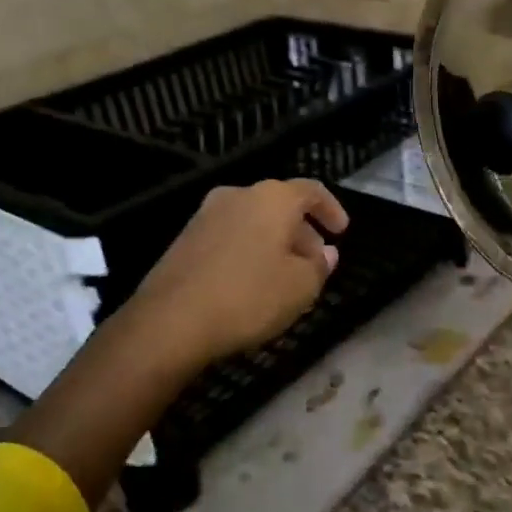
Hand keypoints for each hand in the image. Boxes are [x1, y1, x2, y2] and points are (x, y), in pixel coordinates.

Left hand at [126, 179, 348, 368]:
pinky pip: (231, 236)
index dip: (331, 209)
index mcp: (271, 198)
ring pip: (254, 221)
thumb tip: (325, 253)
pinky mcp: (185, 239)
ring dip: (275, 242)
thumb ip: (319, 266)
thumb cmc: (248, 297)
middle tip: (316, 262)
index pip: (311, 190)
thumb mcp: (300, 287)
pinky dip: (249, 251)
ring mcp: (206, 215)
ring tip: (286, 276)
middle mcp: (238, 195)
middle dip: (303, 231)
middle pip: (280, 205)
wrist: (170, 321)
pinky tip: (253, 283)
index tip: (341, 232)